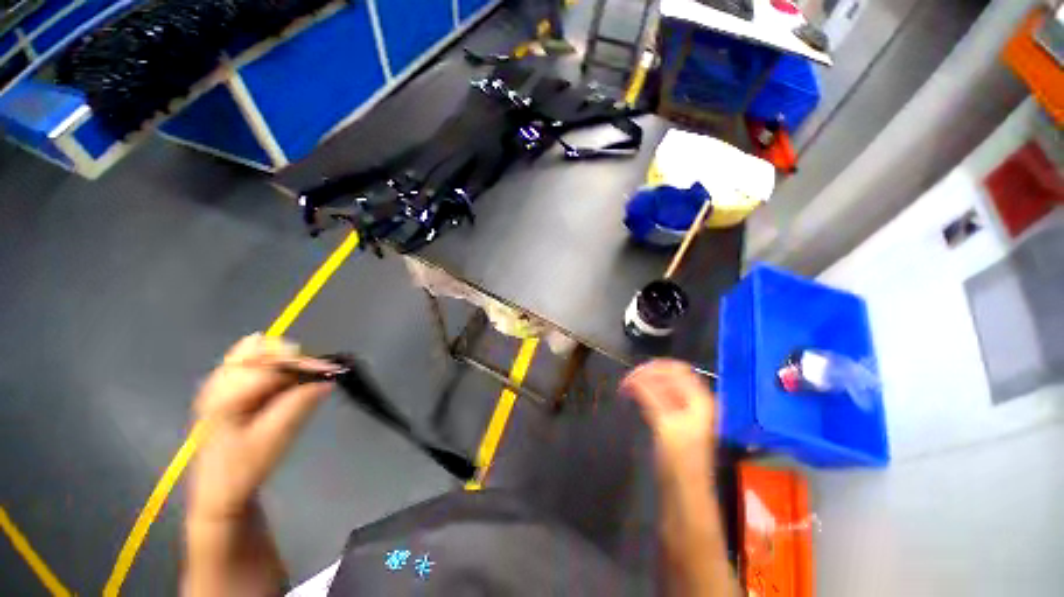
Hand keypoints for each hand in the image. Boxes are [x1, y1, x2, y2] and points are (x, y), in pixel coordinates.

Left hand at [188, 334, 338, 521]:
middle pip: (259, 349)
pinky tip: (283, 381)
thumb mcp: (275, 438)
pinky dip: (272, 366)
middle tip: (316, 376)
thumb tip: (328, 378)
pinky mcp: (223, 391)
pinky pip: (249, 363)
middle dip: (292, 359)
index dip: (304, 364)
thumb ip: (300, 403)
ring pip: (253, 352)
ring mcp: (217, 385)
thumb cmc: (245, 469)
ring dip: (283, 361)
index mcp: (226, 396)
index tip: (332, 370)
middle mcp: (218, 383)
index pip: (271, 364)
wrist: (219, 494)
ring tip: (302, 380)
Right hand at [620, 359, 717, 475]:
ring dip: (646, 383)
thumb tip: (633, 378)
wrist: (685, 494)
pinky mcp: (676, 421)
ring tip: (627, 388)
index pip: (676, 369)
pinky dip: (647, 393)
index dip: (653, 368)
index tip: (631, 374)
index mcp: (699, 399)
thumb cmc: (679, 461)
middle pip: (671, 375)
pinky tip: (635, 397)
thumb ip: (650, 396)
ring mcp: (686, 412)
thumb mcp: (665, 425)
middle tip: (627, 381)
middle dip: (648, 374)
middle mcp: (695, 401)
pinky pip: (661, 397)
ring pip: (665, 386)